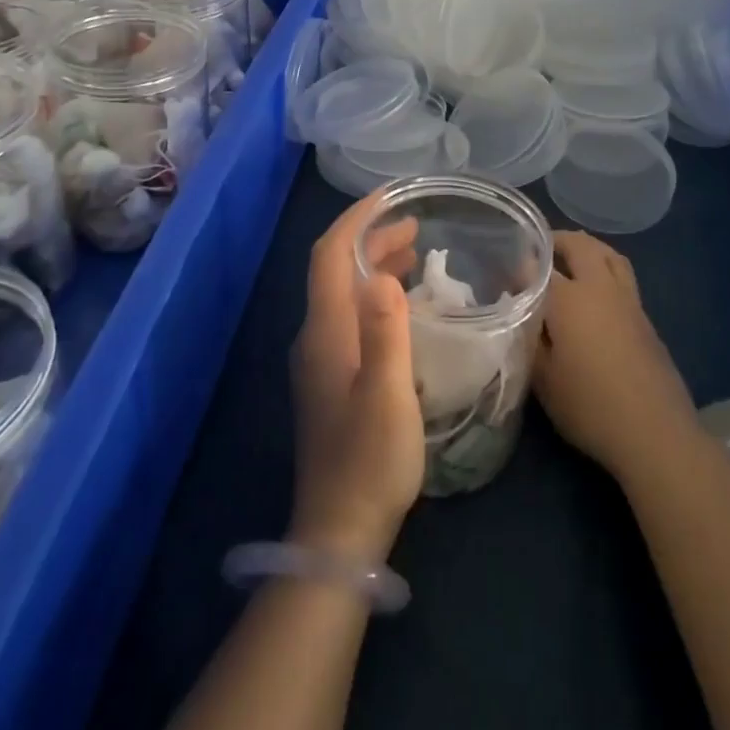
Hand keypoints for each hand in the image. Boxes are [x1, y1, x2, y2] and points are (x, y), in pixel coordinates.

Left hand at [289, 192, 424, 561]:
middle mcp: (316, 337)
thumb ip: (386, 331)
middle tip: (414, 225)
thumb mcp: (388, 394)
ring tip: (414, 254)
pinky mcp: (331, 379)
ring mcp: (320, 360)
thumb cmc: (369, 460)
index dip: (356, 220)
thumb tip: (380, 272)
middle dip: (370, 238)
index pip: (329, 255)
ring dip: (373, 265)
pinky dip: (375, 295)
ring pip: (343, 293)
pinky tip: (403, 306)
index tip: (390, 197)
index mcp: (325, 331)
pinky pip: (351, 316)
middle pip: (334, 270)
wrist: (338, 532)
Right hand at [534, 231, 699, 480]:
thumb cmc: (589, 406)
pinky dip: (605, 269)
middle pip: (580, 245)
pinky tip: (596, 294)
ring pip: (608, 255)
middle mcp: (600, 287)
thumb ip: (528, 335)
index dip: (521, 265)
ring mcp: (628, 300)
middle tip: (539, 250)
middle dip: (558, 240)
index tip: (507, 272)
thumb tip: (518, 306)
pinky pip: (623, 276)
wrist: (655, 432)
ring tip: (570, 258)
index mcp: (569, 298)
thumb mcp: (543, 378)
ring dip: (588, 248)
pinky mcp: (646, 318)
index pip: (539, 266)